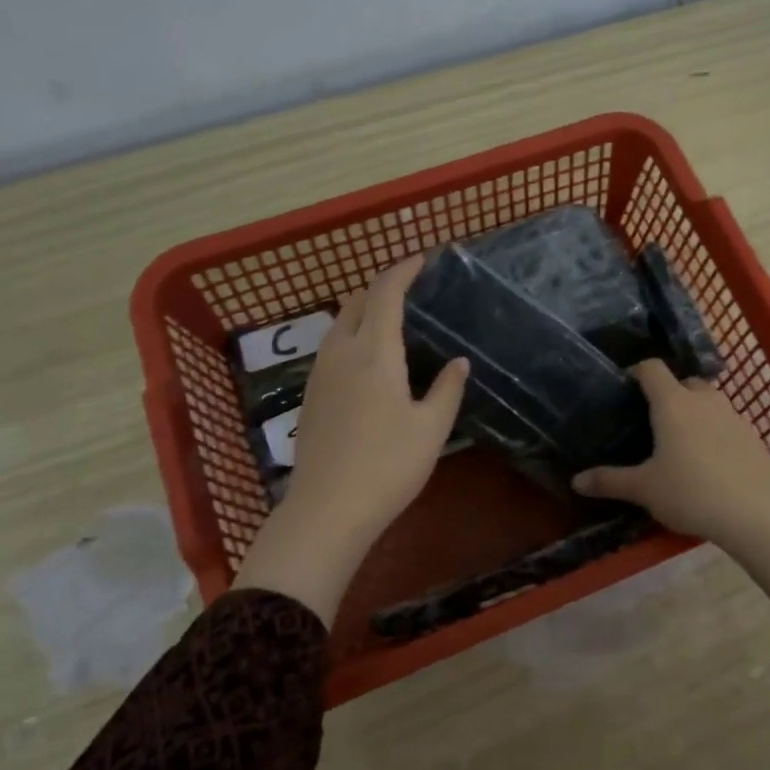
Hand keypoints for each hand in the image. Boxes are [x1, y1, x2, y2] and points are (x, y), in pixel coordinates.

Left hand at [233, 257, 467, 623]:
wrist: (328, 509)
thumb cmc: (388, 466)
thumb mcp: (431, 429)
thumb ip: (447, 389)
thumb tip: (458, 362)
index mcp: (374, 352)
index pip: (385, 293)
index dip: (403, 270)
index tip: (423, 259)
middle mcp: (341, 353)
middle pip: (355, 302)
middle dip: (381, 287)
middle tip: (410, 289)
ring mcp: (319, 374)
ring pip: (339, 325)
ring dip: (363, 311)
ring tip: (391, 320)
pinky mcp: (310, 396)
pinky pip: (331, 348)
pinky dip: (351, 336)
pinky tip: (368, 360)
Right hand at [572, 360, 769, 617]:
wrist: (756, 512)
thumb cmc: (691, 492)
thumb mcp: (644, 489)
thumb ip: (609, 481)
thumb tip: (576, 481)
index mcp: (673, 403)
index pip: (652, 368)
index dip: (637, 372)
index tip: (625, 387)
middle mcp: (705, 400)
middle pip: (684, 382)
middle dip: (668, 394)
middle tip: (653, 421)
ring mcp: (734, 415)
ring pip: (709, 402)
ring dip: (695, 412)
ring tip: (681, 442)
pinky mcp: (754, 435)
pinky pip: (727, 423)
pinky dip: (715, 432)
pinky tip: (711, 462)